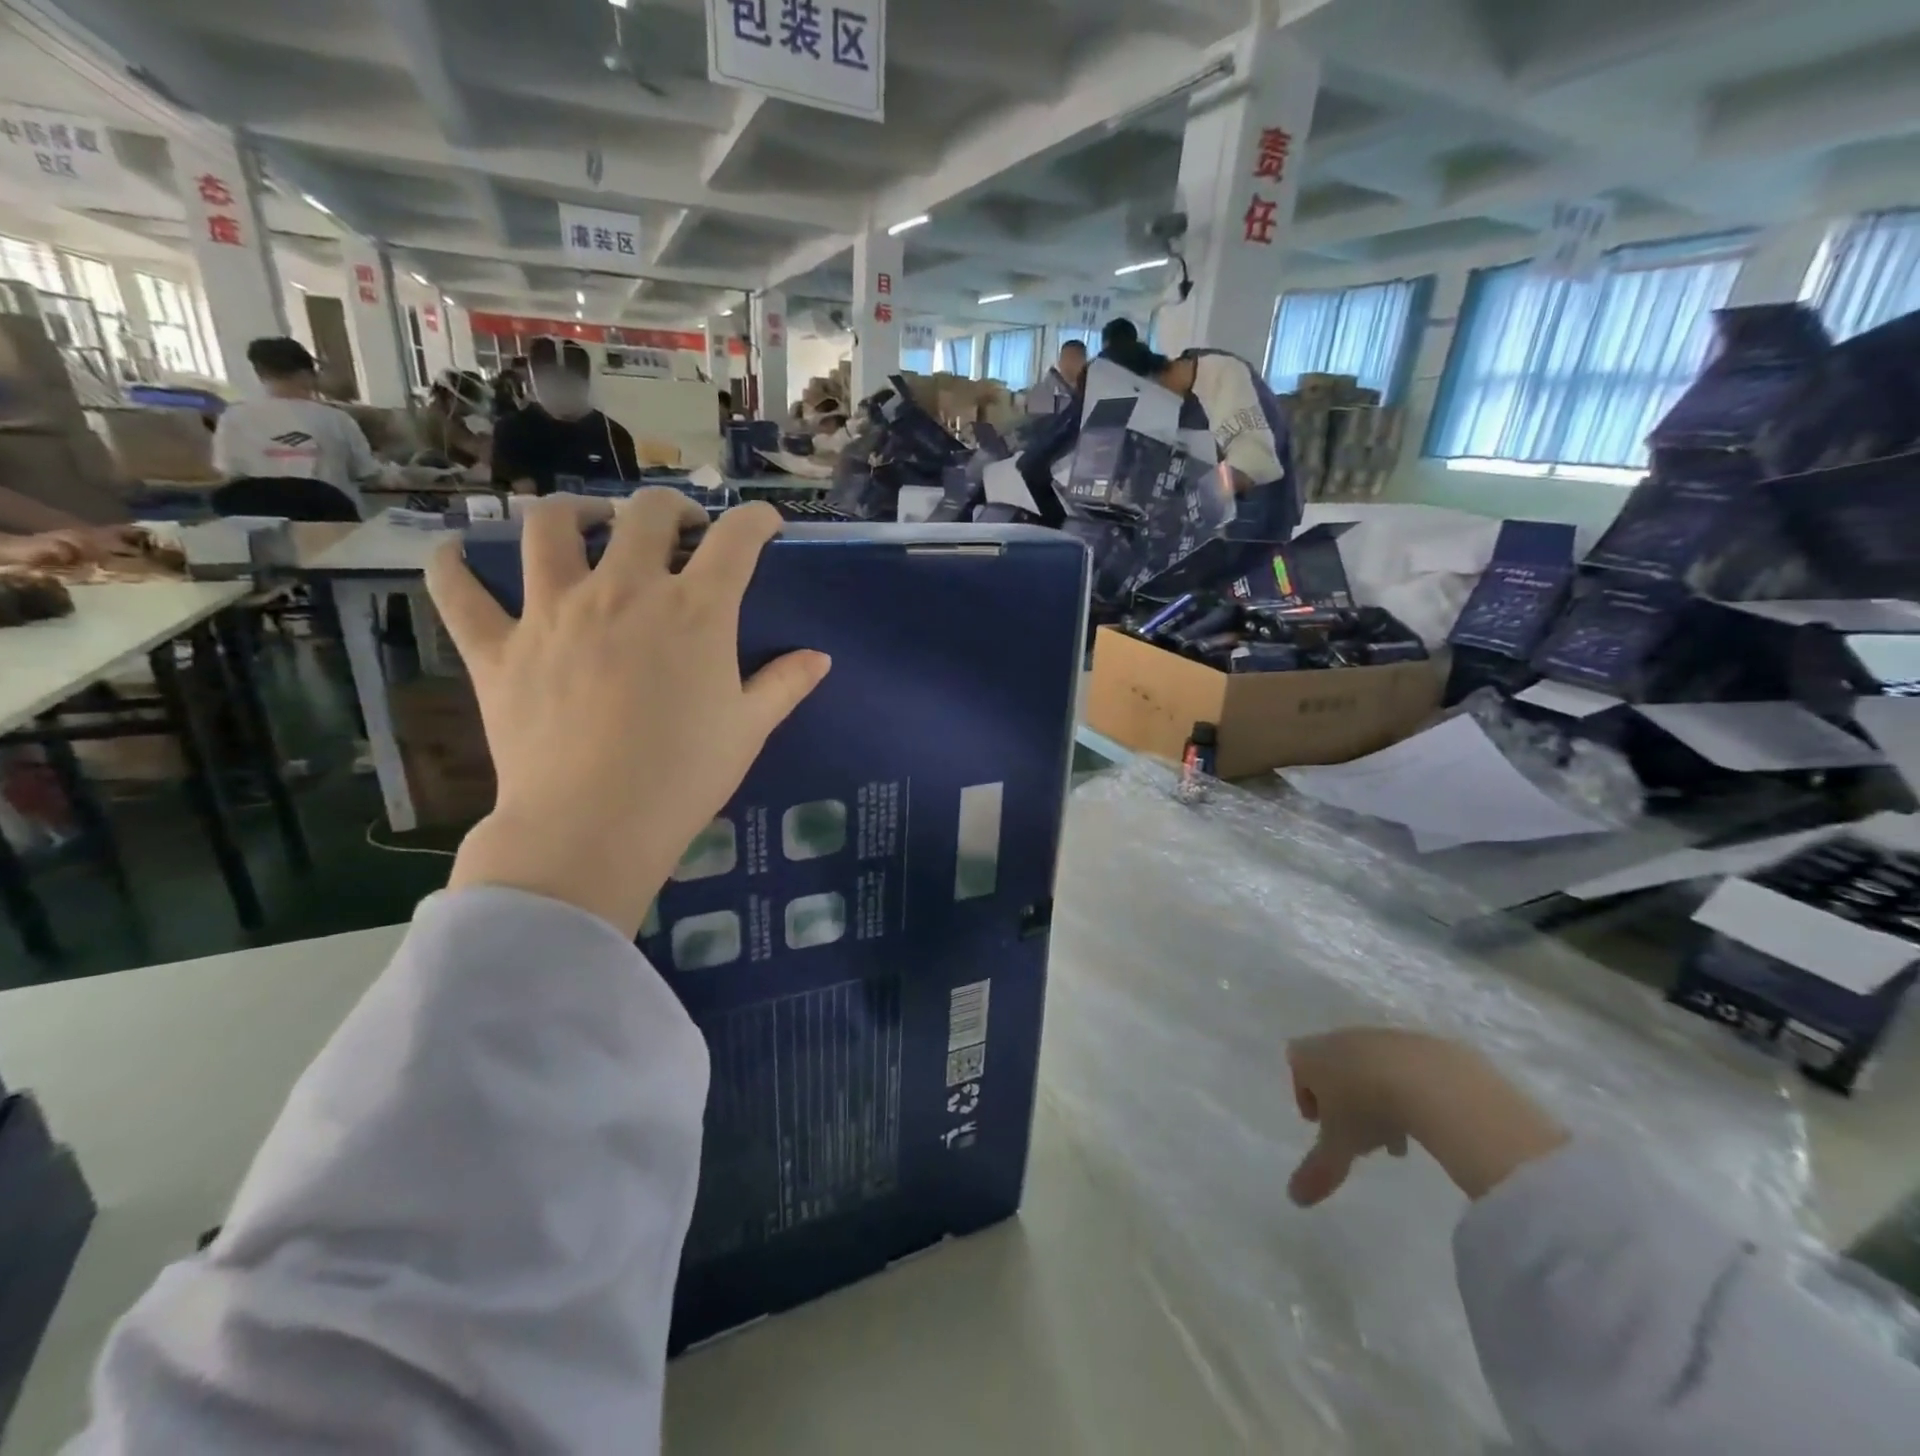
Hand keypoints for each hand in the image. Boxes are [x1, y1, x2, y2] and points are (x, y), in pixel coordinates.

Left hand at [426, 491, 830, 936]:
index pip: (736, 540)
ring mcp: (554, 612)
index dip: (756, 520)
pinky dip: (454, 567)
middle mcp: (624, 590)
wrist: (593, 825)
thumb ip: (785, 684)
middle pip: (646, 514)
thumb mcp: (749, 729)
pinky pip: (460, 592)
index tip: (765, 523)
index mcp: (694, 610)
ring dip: (574, 513)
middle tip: (681, 530)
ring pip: (550, 527)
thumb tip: (819, 659)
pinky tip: (458, 555)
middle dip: (672, 508)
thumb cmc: (685, 776)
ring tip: (588, 524)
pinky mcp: (498, 647)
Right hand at [1286, 1029, 1568, 1206]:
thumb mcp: (1340, 1145)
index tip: (1321, 1123)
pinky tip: (1425, 1118)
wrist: (1430, 1080)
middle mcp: (1340, 1038)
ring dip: (1378, 1098)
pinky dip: (1408, 1090)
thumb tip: (1293, 1199)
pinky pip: (1404, 1067)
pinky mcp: (1417, 1042)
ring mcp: (1379, 1037)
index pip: (1296, 1065)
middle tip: (1361, 1137)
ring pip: (1369, 1068)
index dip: (1305, 1093)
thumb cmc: (1367, 1107)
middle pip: (1334, 1067)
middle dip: (1345, 1100)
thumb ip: (1318, 1170)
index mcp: (1312, 1054)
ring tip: (1399, 1137)